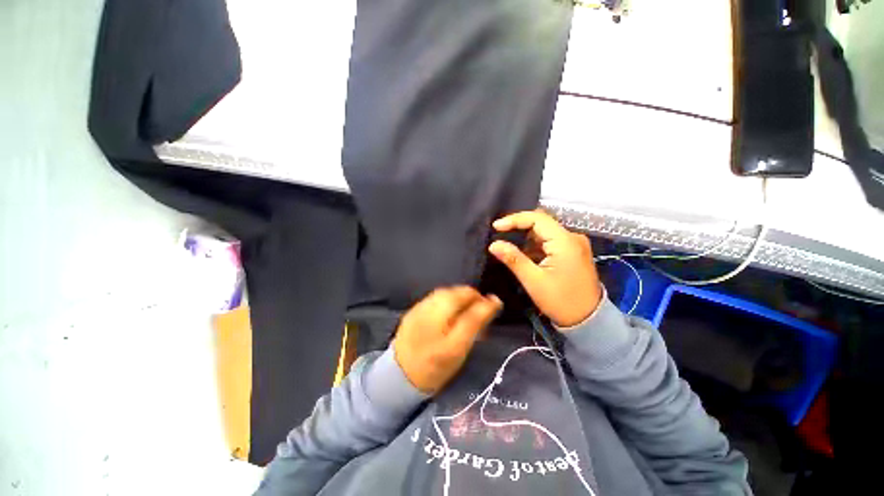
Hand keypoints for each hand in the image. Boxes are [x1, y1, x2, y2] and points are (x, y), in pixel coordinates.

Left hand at [393, 287, 501, 393]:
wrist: (401, 377)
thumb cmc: (435, 367)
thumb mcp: (459, 348)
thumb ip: (476, 323)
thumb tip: (494, 301)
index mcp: (440, 320)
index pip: (467, 298)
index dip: (482, 300)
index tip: (492, 308)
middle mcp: (428, 308)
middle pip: (455, 292)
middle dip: (470, 298)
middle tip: (479, 313)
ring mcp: (418, 307)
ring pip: (445, 293)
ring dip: (459, 298)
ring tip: (465, 311)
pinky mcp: (413, 310)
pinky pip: (435, 298)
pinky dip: (446, 301)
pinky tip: (449, 312)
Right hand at [488, 210, 601, 327]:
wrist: (589, 321)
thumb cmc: (561, 301)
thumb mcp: (534, 280)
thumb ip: (513, 259)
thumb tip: (493, 244)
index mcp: (565, 241)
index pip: (537, 218)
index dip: (514, 219)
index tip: (496, 227)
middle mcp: (572, 237)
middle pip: (541, 222)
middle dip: (518, 227)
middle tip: (499, 234)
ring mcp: (574, 244)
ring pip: (544, 231)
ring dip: (525, 237)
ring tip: (507, 244)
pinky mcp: (572, 252)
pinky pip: (549, 241)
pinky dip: (534, 245)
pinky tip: (523, 254)